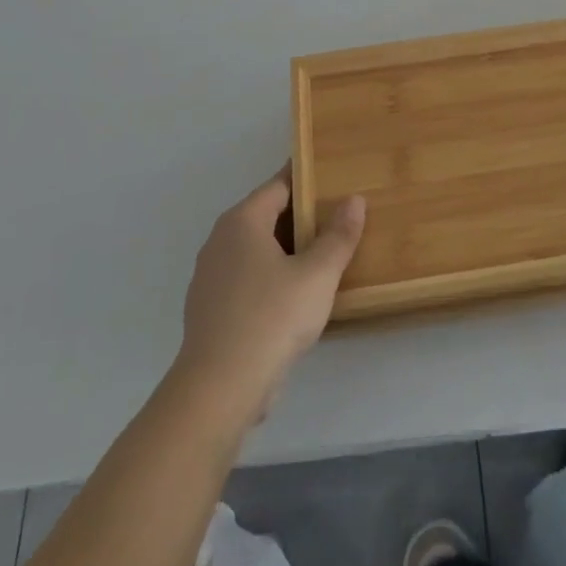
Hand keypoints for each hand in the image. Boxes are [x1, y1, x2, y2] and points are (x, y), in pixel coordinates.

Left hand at [174, 166, 365, 423]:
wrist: (219, 388)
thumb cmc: (271, 318)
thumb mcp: (318, 274)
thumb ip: (339, 236)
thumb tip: (354, 200)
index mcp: (242, 222)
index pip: (279, 185)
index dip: (308, 179)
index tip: (335, 177)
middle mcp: (220, 241)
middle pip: (266, 216)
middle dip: (301, 216)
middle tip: (339, 218)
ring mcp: (211, 277)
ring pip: (256, 251)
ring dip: (287, 250)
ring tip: (324, 256)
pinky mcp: (211, 310)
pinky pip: (247, 279)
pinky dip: (271, 278)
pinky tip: (296, 296)